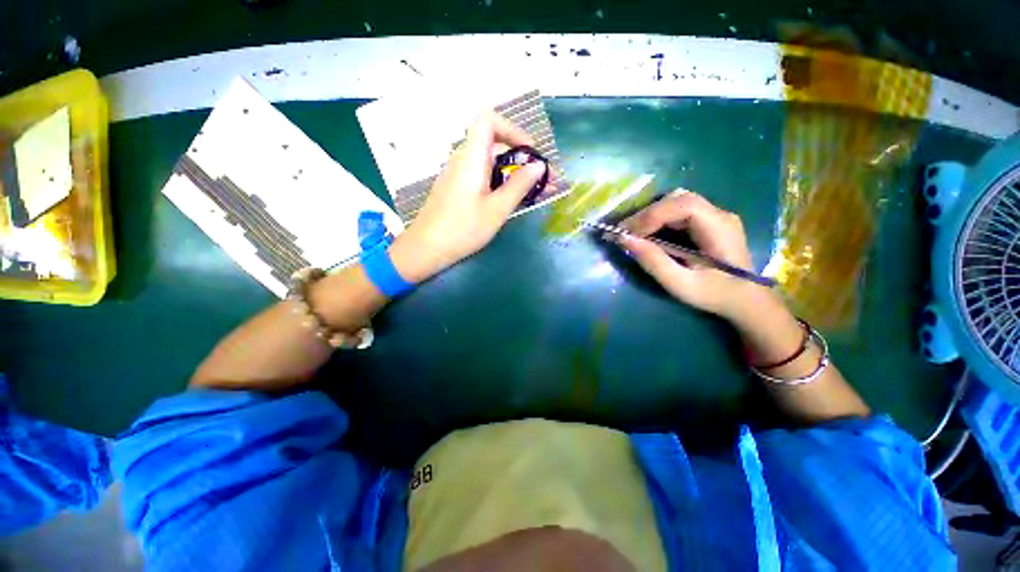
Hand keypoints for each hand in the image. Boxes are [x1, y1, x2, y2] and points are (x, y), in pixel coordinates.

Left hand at [390, 111, 547, 282]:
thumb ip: (519, 185)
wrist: (426, 249)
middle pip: (492, 142)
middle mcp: (461, 159)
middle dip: (519, 156)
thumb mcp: (497, 209)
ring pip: (487, 161)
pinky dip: (497, 180)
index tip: (530, 152)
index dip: (512, 129)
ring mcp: (456, 173)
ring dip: (510, 171)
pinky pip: (479, 174)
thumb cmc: (463, 229)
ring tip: (528, 191)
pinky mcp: (454, 187)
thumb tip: (539, 166)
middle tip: (539, 179)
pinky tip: (505, 199)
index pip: (488, 120)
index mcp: (471, 158)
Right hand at [617, 190, 766, 319]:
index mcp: (719, 227)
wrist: (746, 300)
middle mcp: (719, 214)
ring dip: (650, 215)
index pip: (683, 205)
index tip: (627, 233)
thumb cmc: (715, 295)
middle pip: (677, 199)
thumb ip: (653, 261)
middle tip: (623, 232)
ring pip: (675, 202)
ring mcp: (714, 216)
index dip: (651, 215)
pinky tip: (646, 233)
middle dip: (646, 214)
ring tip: (631, 233)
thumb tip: (624, 240)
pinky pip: (677, 212)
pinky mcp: (707, 221)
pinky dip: (657, 220)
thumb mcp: (681, 284)